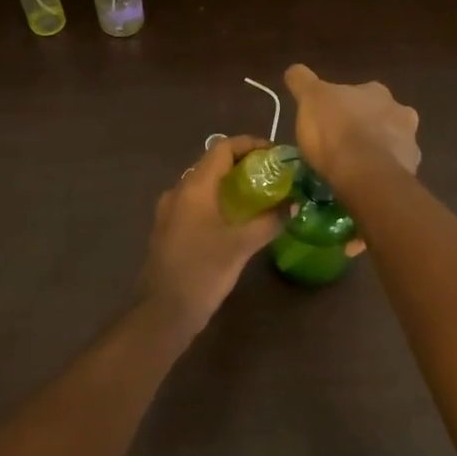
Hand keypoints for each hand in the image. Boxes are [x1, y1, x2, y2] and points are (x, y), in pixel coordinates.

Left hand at [139, 135, 284, 327]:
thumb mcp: (242, 245)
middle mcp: (179, 191)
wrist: (164, 311)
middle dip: (245, 165)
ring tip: (261, 197)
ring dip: (232, 185)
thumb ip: (269, 221)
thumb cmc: (203, 271)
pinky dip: (219, 202)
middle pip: (213, 164)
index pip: (223, 148)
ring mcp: (171, 210)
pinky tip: (238, 220)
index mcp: (194, 186)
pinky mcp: (170, 229)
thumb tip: (293, 206)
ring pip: (205, 185)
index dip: (251, 144)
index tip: (276, 154)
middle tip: (274, 176)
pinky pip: (198, 203)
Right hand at [283, 65, 420, 184]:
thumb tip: (294, 70)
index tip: (329, 120)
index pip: (358, 92)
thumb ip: (302, 81)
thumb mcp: (309, 99)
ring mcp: (409, 140)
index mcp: (375, 91)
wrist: (366, 173)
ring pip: (392, 142)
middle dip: (365, 126)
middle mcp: (399, 110)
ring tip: (355, 167)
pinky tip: (367, 181)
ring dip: (377, 149)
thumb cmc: (335, 131)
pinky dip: (383, 172)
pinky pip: (395, 168)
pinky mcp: (411, 169)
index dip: (343, 106)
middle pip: (380, 115)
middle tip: (343, 143)